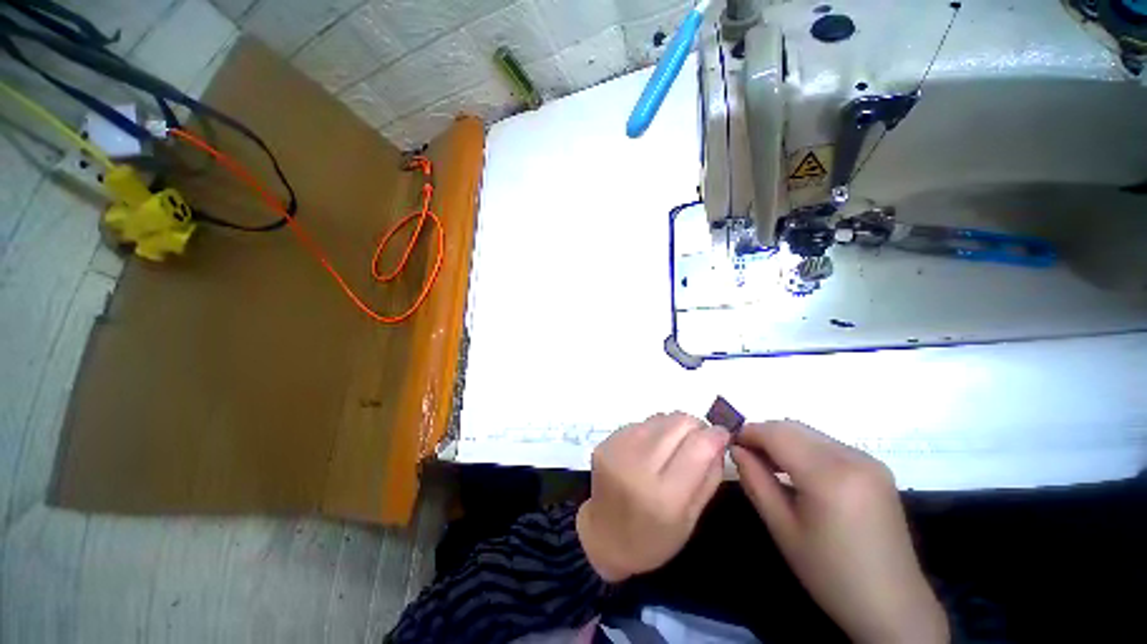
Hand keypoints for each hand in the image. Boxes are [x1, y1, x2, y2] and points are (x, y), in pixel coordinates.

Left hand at [577, 412, 729, 582]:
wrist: (603, 536)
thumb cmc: (653, 538)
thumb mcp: (691, 520)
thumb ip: (709, 476)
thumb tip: (719, 439)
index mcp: (664, 496)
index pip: (698, 446)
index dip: (716, 435)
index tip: (722, 435)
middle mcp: (638, 465)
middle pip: (679, 422)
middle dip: (696, 427)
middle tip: (699, 441)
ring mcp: (618, 449)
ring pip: (660, 417)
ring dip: (674, 427)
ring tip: (673, 447)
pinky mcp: (606, 440)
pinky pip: (641, 422)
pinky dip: (654, 430)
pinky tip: (652, 448)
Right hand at [732, 421, 947, 643]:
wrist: (892, 605)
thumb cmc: (830, 573)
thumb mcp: (782, 528)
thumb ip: (755, 481)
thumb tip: (736, 449)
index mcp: (830, 476)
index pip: (777, 433)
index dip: (748, 433)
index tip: (730, 445)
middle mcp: (853, 457)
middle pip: (793, 427)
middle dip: (764, 435)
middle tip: (746, 457)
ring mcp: (869, 460)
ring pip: (809, 433)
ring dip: (783, 441)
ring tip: (768, 466)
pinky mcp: (876, 467)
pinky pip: (827, 444)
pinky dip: (804, 449)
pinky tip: (798, 473)